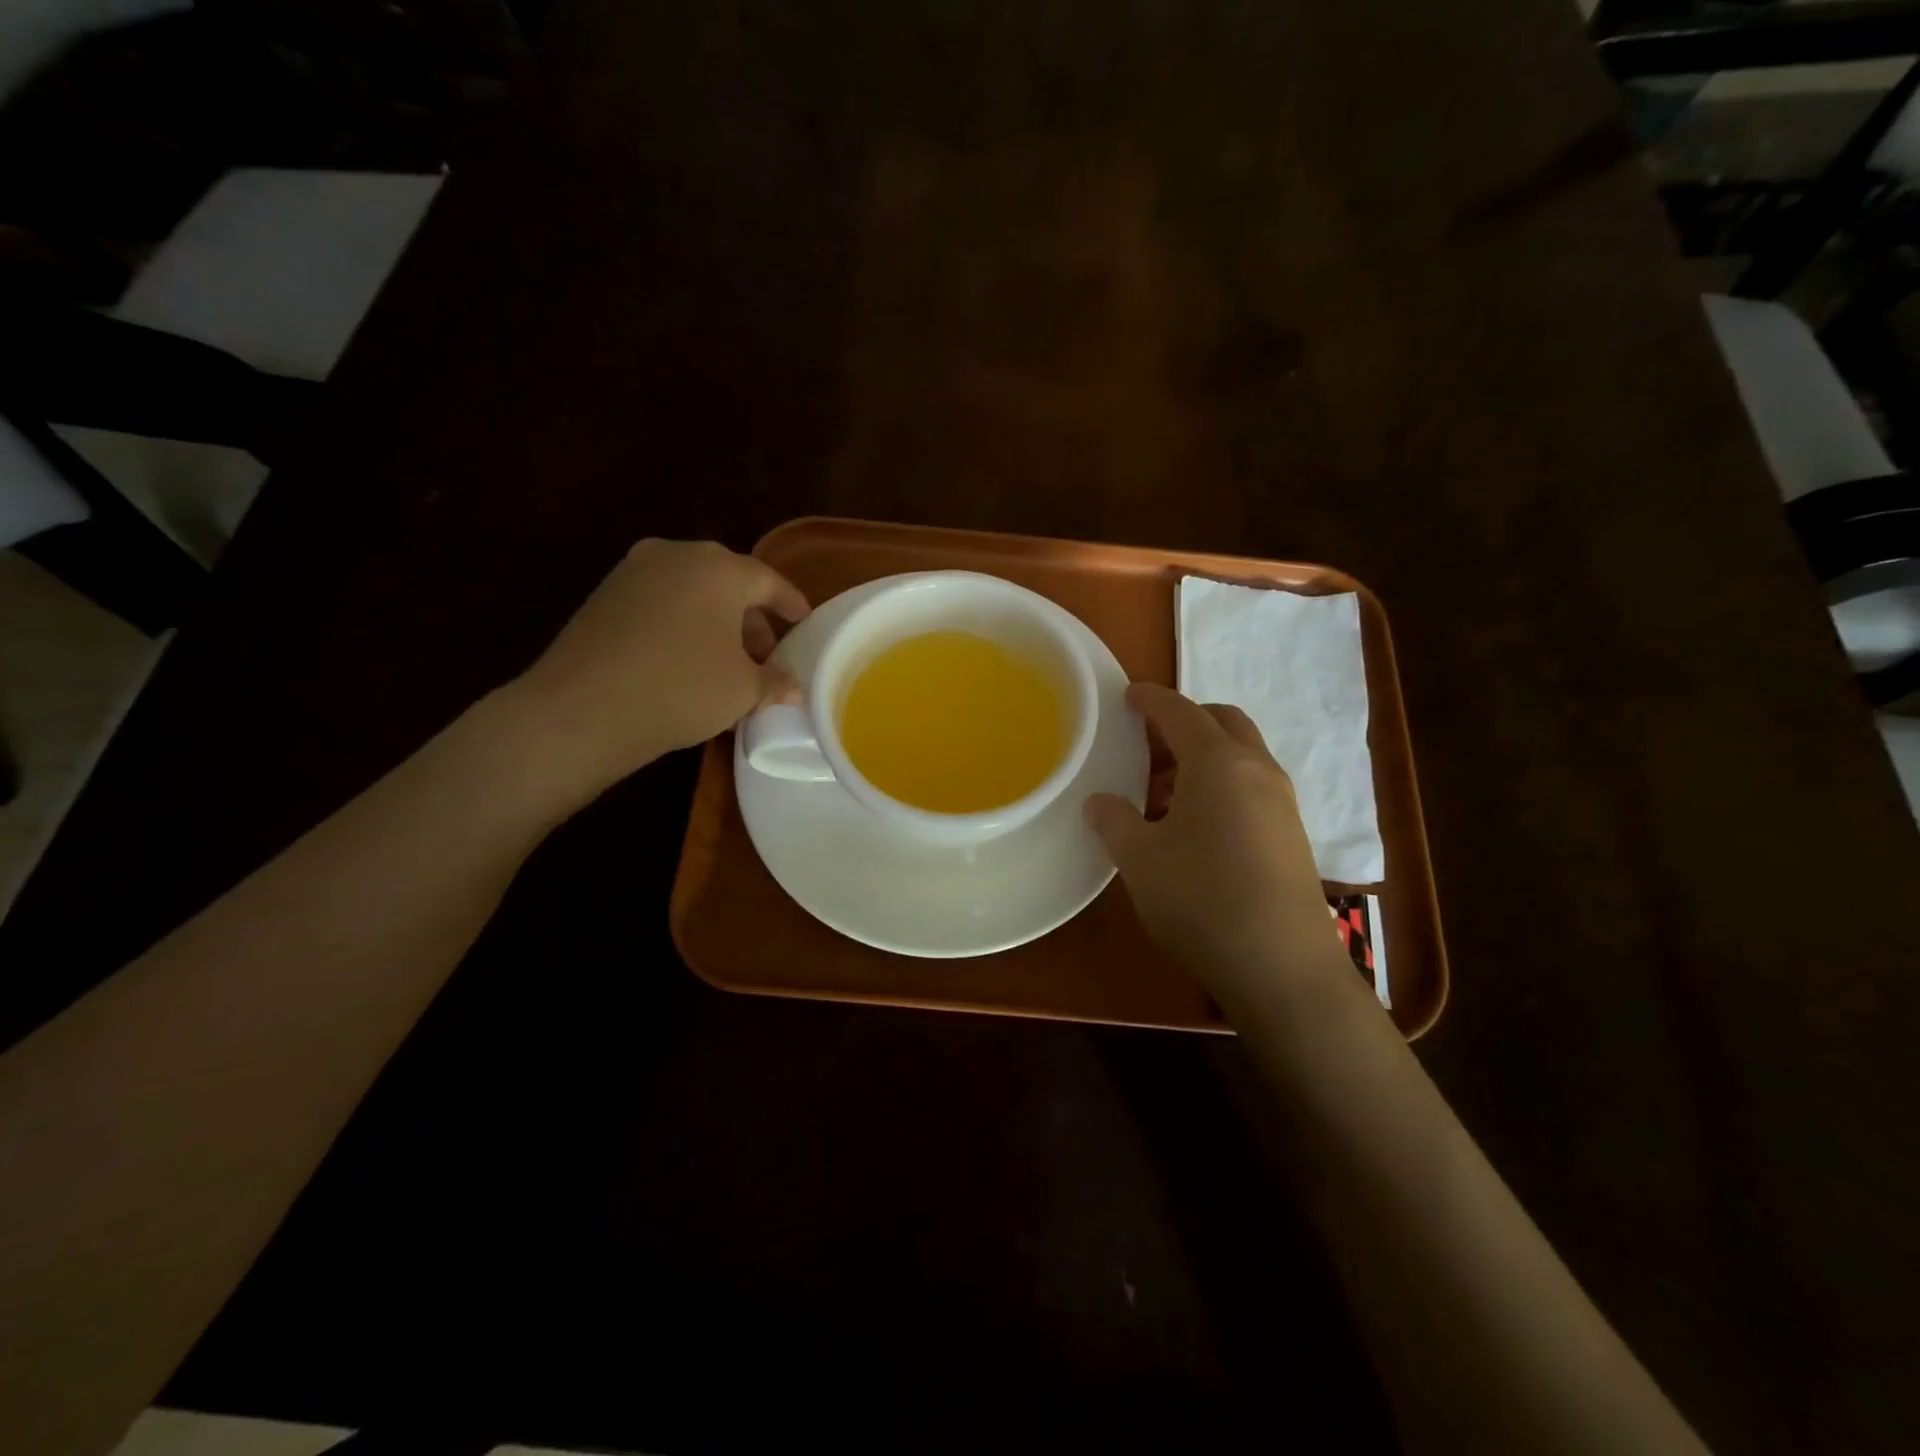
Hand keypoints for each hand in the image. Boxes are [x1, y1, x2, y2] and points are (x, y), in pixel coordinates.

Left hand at [498, 539, 808, 806]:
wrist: (582, 709)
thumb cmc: (682, 687)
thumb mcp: (743, 689)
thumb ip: (774, 682)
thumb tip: (791, 687)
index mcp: (718, 567)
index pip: (768, 581)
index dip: (791, 605)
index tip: (804, 624)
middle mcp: (675, 555)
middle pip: (728, 584)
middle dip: (752, 621)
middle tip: (766, 658)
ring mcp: (632, 573)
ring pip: (691, 594)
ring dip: (716, 626)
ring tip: (727, 666)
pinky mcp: (603, 597)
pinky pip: (660, 606)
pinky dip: (682, 628)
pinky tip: (687, 665)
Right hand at [1085, 683, 1347, 1005]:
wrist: (1281, 966)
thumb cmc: (1200, 899)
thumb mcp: (1139, 859)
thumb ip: (1114, 821)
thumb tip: (1100, 802)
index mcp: (1217, 762)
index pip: (1180, 712)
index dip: (1151, 700)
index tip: (1128, 696)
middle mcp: (1256, 769)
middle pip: (1221, 721)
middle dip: (1183, 722)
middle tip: (1145, 745)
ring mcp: (1281, 801)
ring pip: (1239, 755)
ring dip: (1201, 757)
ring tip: (1159, 795)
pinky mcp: (1290, 833)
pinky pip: (1250, 786)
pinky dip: (1220, 784)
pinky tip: (1192, 827)